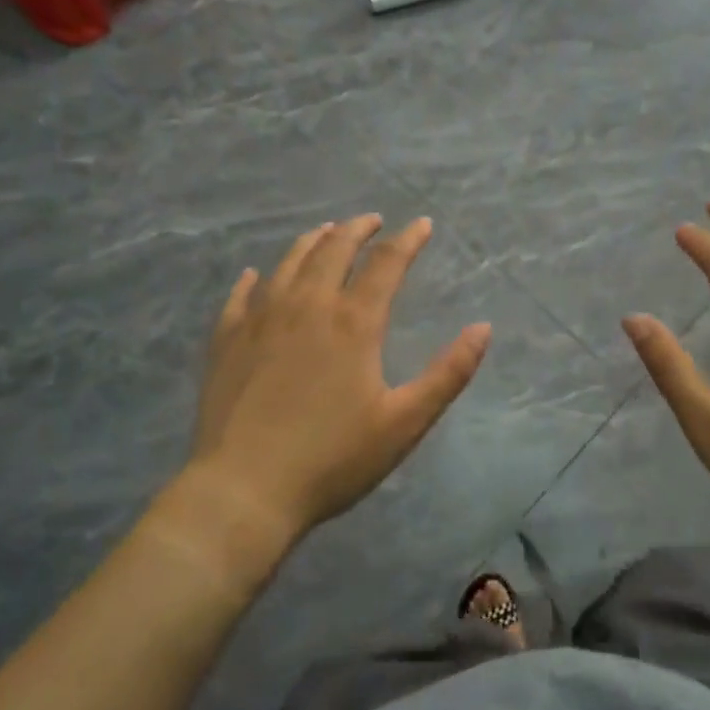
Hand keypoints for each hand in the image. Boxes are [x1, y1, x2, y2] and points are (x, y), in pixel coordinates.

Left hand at [179, 215, 491, 551]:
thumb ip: (448, 373)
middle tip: (371, 220)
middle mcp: (306, 306)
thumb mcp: (405, 422)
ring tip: (325, 232)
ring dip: (311, 242)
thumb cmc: (332, 459)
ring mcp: (260, 319)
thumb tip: (483, 328)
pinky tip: (254, 275)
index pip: (386, 263)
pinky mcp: (227, 341)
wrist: (244, 490)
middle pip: (333, 250)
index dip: (408, 239)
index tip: (422, 223)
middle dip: (357, 229)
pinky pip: (240, 296)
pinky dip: (252, 280)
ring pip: (289, 263)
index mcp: (353, 322)